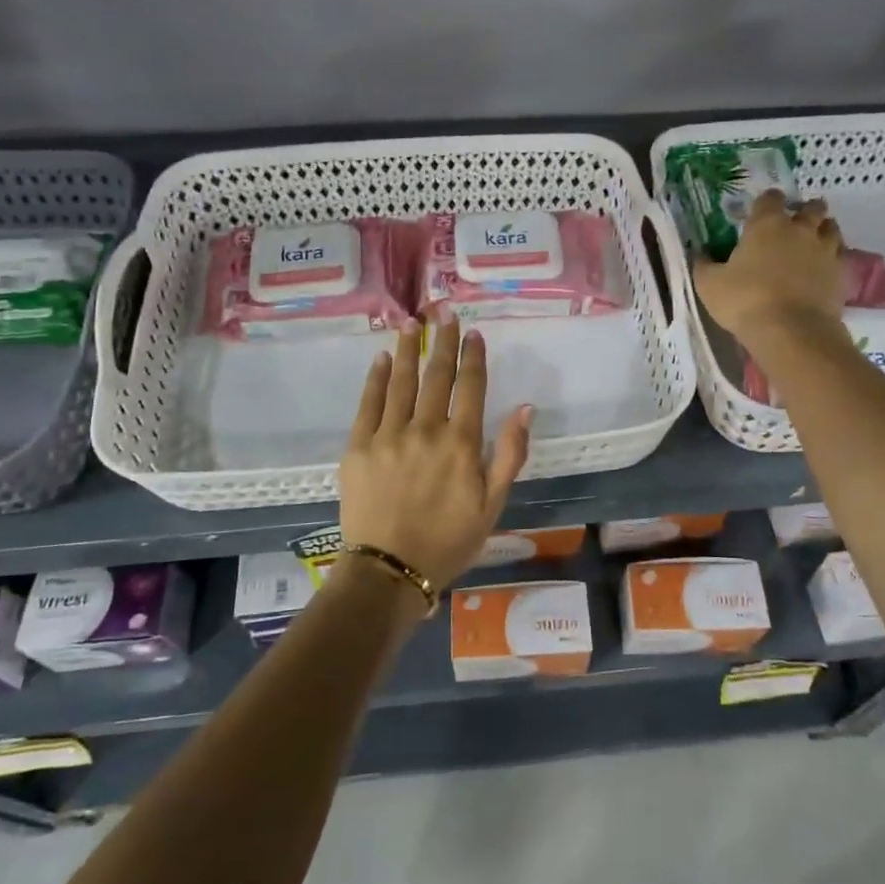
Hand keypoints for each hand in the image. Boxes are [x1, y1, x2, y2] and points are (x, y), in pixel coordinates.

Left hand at [339, 319, 533, 588]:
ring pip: (401, 381)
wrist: (389, 571)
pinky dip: (376, 378)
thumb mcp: (493, 505)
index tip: (474, 333)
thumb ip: (510, 454)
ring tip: (412, 322)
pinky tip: (382, 358)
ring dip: (408, 348)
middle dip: (442, 341)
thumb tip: (526, 408)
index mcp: (462, 444)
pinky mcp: (358, 446)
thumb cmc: (449, 542)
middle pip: (436, 375)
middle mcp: (426, 429)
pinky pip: (368, 403)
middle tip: (444, 311)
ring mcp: (388, 435)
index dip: (473, 357)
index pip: (471, 388)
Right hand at [694, 190, 845, 346]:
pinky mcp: (840, 273)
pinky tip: (822, 268)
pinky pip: (840, 256)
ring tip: (812, 242)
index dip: (766, 202)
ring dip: (822, 230)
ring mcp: (825, 250)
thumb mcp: (709, 284)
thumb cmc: (744, 301)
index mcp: (766, 225)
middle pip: (811, 208)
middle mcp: (800, 230)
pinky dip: (832, 257)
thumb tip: (701, 253)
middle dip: (803, 211)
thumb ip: (704, 265)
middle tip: (793, 224)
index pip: (770, 198)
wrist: (791, 331)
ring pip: (831, 228)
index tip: (760, 212)